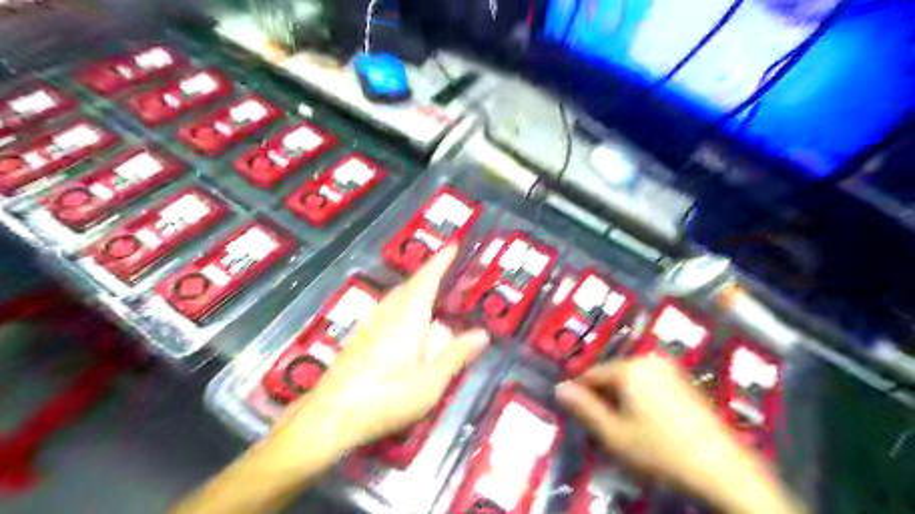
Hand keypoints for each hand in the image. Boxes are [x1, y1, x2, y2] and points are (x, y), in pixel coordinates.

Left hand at [272, 246, 489, 455]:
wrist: (330, 416)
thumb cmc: (386, 399)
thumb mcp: (430, 383)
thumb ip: (455, 355)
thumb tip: (482, 334)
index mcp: (408, 318)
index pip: (427, 280)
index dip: (441, 261)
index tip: (453, 244)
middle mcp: (388, 313)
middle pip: (411, 284)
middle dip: (430, 272)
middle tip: (448, 267)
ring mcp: (372, 324)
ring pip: (398, 295)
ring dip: (416, 286)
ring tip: (433, 289)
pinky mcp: (362, 337)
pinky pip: (389, 308)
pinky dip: (405, 302)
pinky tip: (408, 319)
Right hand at [554, 358, 802, 512]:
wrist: (724, 469)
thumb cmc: (660, 451)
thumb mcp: (614, 434)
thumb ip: (583, 408)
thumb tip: (559, 388)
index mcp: (629, 367)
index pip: (591, 375)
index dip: (581, 395)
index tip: (577, 416)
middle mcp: (649, 360)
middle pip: (613, 376)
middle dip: (604, 399)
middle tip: (604, 429)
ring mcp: (670, 369)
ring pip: (631, 381)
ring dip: (622, 401)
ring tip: (626, 430)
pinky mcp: (685, 382)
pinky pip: (651, 385)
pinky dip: (642, 401)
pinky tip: (649, 426)